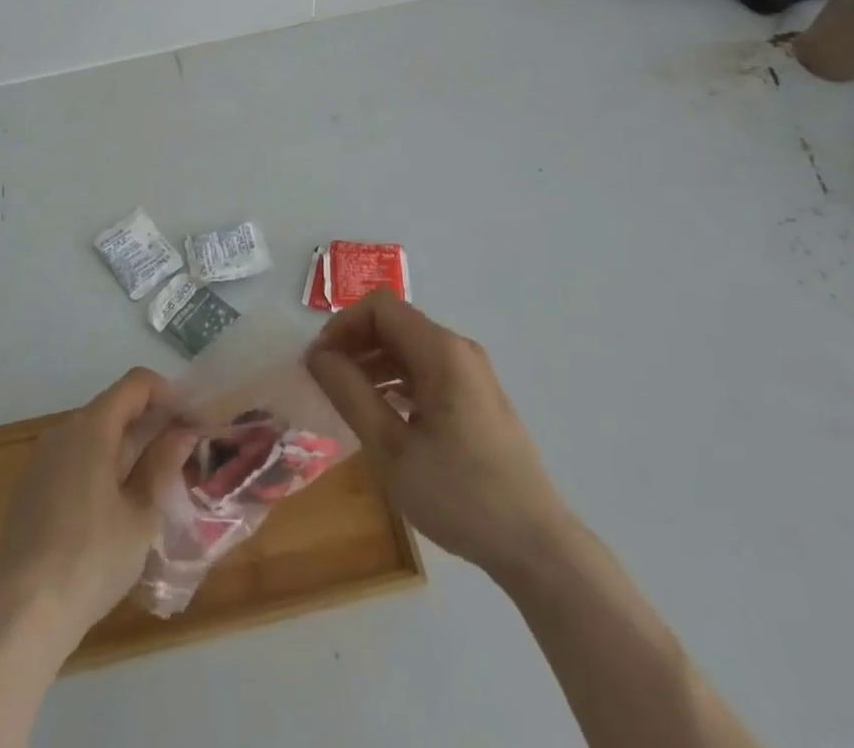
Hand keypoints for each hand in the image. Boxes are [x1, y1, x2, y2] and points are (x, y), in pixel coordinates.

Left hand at [0, 368, 196, 638]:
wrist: (22, 615)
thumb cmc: (92, 559)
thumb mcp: (142, 514)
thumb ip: (163, 464)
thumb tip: (182, 431)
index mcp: (92, 427)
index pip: (136, 383)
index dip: (168, 393)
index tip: (190, 420)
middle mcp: (63, 430)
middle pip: (114, 406)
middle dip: (149, 422)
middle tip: (179, 453)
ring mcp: (42, 458)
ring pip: (94, 433)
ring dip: (126, 445)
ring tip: (151, 481)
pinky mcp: (30, 486)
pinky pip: (74, 457)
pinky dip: (100, 464)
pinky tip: (113, 505)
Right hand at [306, 294, 567, 583]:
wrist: (535, 545)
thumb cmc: (459, 494)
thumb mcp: (391, 448)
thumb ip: (350, 393)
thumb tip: (318, 356)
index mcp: (441, 351)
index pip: (380, 308)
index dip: (343, 326)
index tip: (319, 363)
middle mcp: (459, 349)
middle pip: (395, 324)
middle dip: (355, 344)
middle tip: (325, 381)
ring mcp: (472, 373)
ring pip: (410, 348)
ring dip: (374, 363)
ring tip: (346, 399)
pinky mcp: (477, 398)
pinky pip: (428, 371)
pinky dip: (397, 381)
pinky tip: (381, 414)